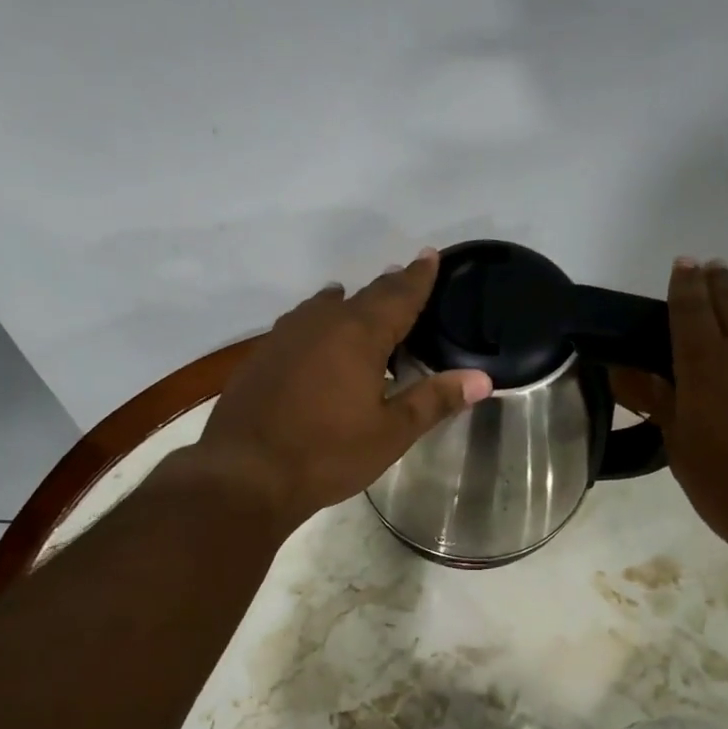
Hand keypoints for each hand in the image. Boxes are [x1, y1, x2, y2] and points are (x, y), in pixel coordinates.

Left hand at [190, 251, 492, 530]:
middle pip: (361, 296)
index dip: (417, 276)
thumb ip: (434, 400)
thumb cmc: (327, 454)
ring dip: (345, 304)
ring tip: (355, 303)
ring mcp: (284, 338)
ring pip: (322, 308)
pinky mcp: (260, 357)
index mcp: (358, 335)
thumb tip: (482, 378)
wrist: (245, 473)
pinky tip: (315, 342)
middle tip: (402, 278)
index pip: (398, 295)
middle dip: (386, 288)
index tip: (429, 255)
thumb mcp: (390, 433)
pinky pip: (297, 327)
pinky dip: (316, 326)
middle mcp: (320, 324)